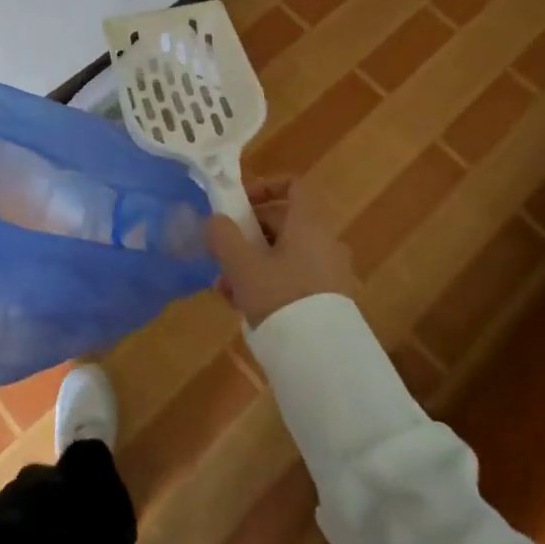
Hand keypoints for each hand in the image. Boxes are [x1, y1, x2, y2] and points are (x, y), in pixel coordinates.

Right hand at [206, 175, 354, 327]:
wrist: (322, 357)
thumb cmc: (281, 297)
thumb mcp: (242, 265)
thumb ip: (223, 236)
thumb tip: (215, 221)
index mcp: (308, 224)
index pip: (292, 186)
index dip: (264, 187)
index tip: (238, 205)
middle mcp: (325, 241)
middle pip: (282, 223)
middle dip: (246, 236)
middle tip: (221, 255)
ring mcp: (329, 272)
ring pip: (283, 255)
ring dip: (252, 264)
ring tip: (226, 289)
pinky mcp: (328, 300)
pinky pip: (294, 279)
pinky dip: (269, 283)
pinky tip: (244, 306)